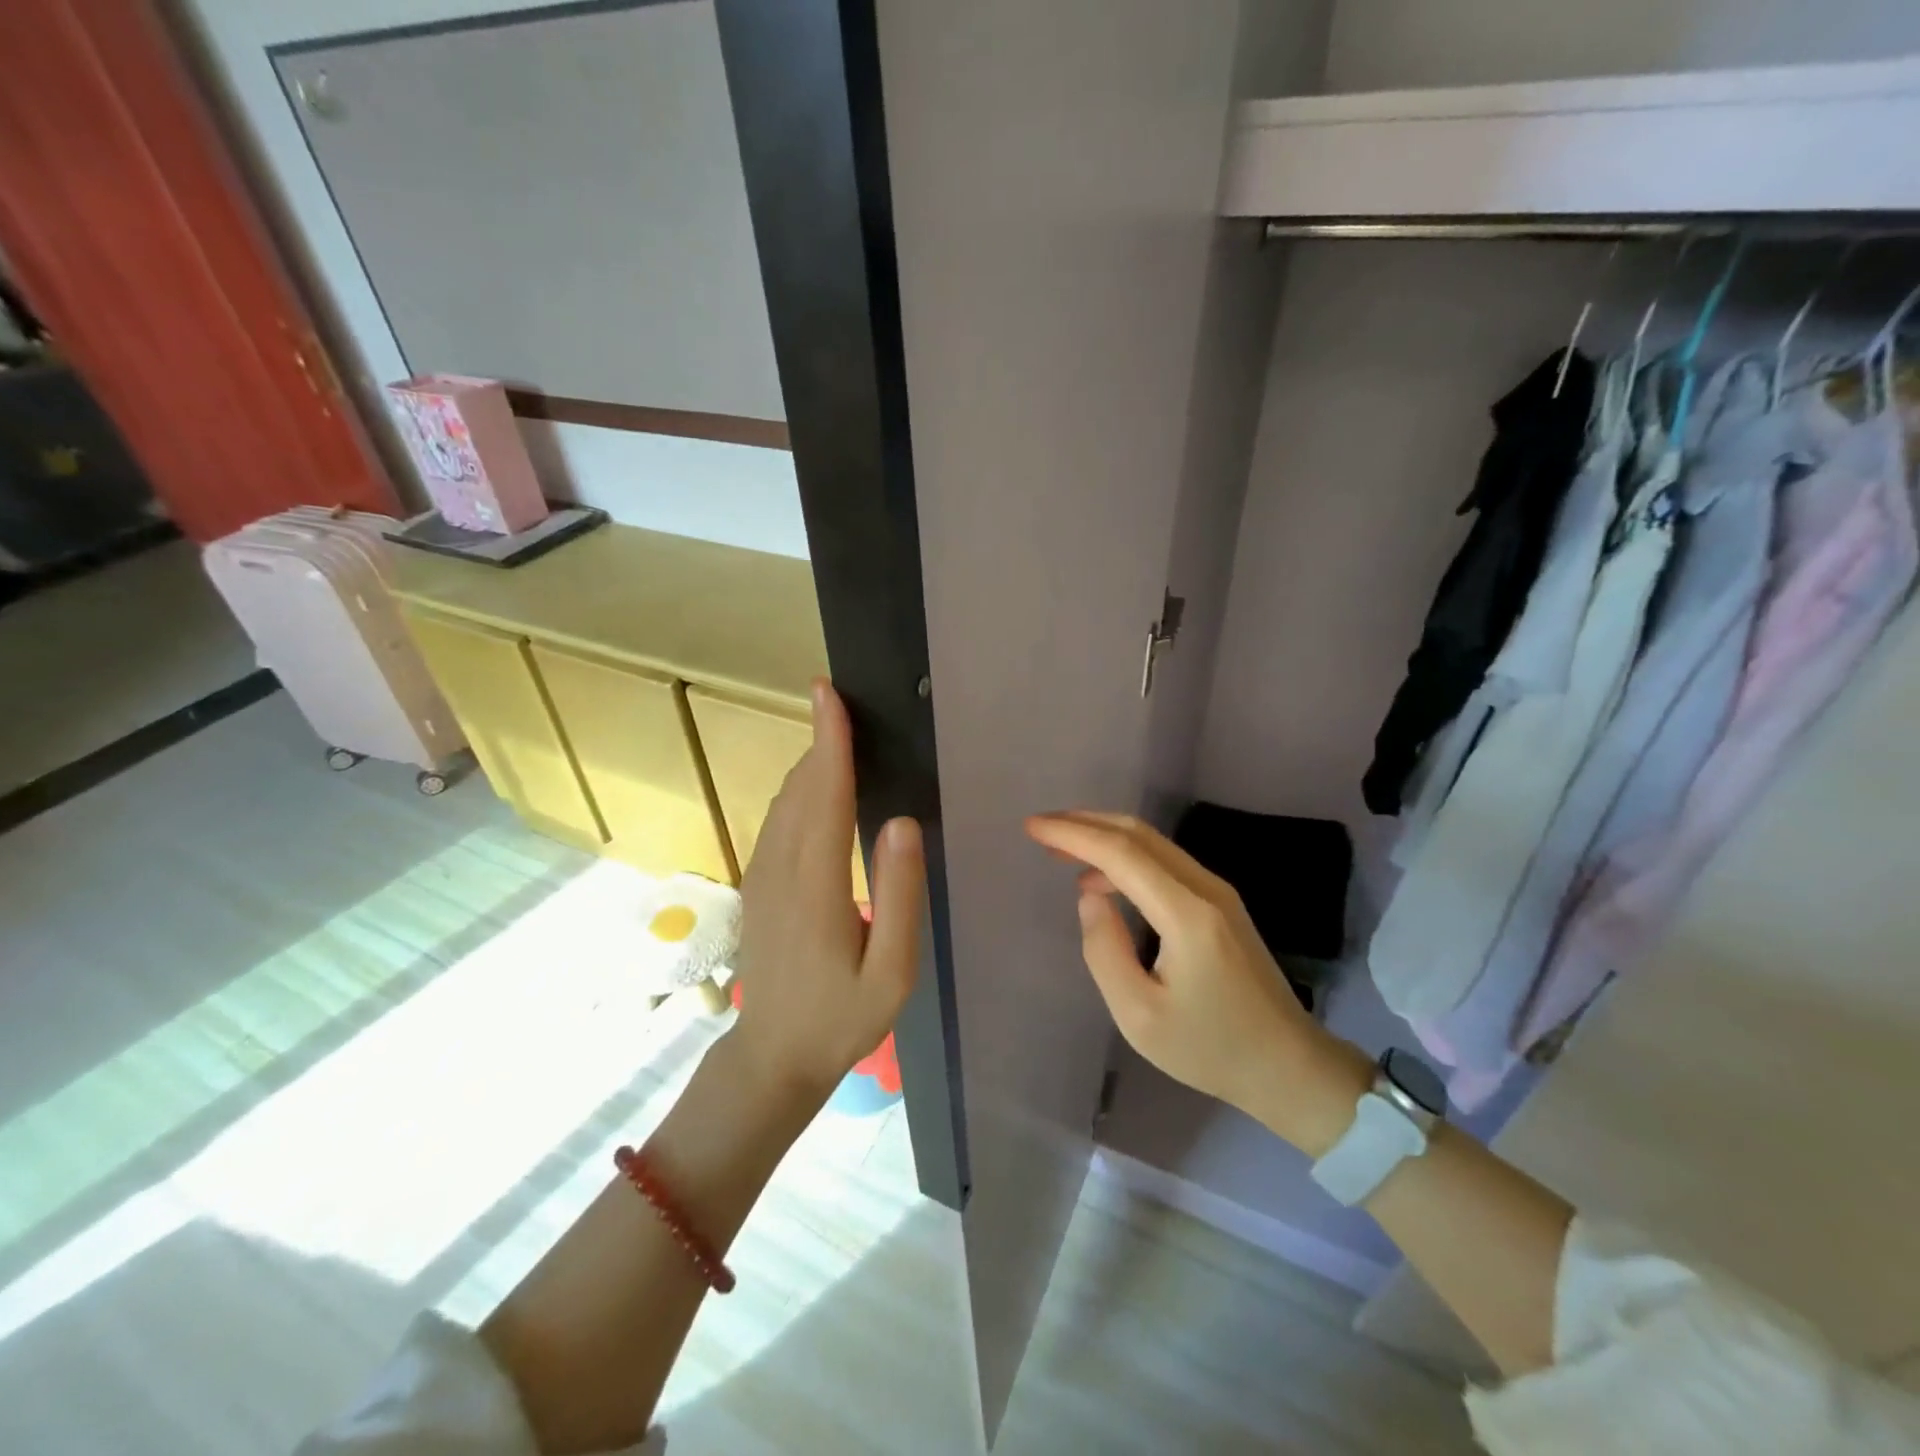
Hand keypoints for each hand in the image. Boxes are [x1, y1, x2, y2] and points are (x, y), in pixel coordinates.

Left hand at [729, 679, 923, 1106]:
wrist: (773, 1056)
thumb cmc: (842, 1018)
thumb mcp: (891, 971)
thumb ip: (899, 894)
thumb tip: (902, 822)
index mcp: (816, 886)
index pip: (824, 797)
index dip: (829, 742)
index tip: (828, 694)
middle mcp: (780, 870)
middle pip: (801, 788)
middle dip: (820, 740)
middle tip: (842, 700)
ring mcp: (762, 876)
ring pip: (784, 801)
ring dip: (810, 762)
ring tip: (837, 731)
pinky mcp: (758, 884)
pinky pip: (778, 820)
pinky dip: (800, 788)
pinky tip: (818, 784)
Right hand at [1024, 811, 1367, 1154]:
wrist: (1288, 1065)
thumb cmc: (1210, 1048)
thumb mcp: (1139, 1016)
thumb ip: (1104, 951)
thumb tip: (1089, 898)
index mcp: (1186, 914)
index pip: (1121, 854)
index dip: (1073, 834)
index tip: (1032, 827)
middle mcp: (1206, 888)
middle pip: (1138, 835)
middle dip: (1085, 824)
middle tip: (1042, 831)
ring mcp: (1218, 893)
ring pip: (1153, 844)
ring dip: (1105, 838)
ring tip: (1061, 851)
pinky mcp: (1221, 904)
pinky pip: (1165, 863)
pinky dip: (1126, 858)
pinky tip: (1103, 881)